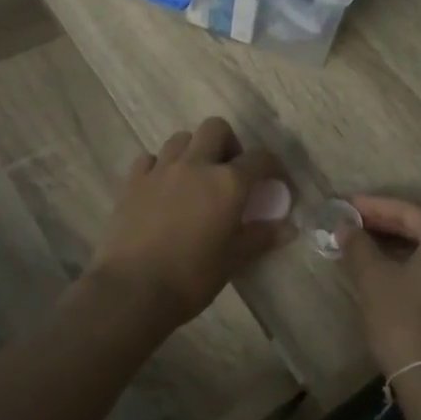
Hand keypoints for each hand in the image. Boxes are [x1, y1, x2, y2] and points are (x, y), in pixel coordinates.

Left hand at [87, 117, 292, 326]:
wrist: (132, 290)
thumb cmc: (191, 277)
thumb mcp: (233, 260)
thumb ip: (261, 238)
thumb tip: (289, 229)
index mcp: (227, 183)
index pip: (260, 159)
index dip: (273, 168)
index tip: (276, 184)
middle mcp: (195, 165)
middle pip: (216, 129)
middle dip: (229, 144)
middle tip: (230, 173)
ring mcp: (160, 170)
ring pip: (181, 139)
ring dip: (195, 151)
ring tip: (196, 179)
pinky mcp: (132, 182)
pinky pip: (150, 159)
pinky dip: (161, 166)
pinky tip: (163, 188)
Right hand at [342, 195, 420, 378]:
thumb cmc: (403, 320)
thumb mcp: (374, 279)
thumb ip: (359, 246)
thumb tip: (345, 227)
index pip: (408, 211)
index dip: (374, 205)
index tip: (346, 203)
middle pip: (420, 228)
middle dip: (383, 223)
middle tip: (350, 220)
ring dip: (393, 244)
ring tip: (361, 241)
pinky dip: (406, 263)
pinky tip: (382, 266)